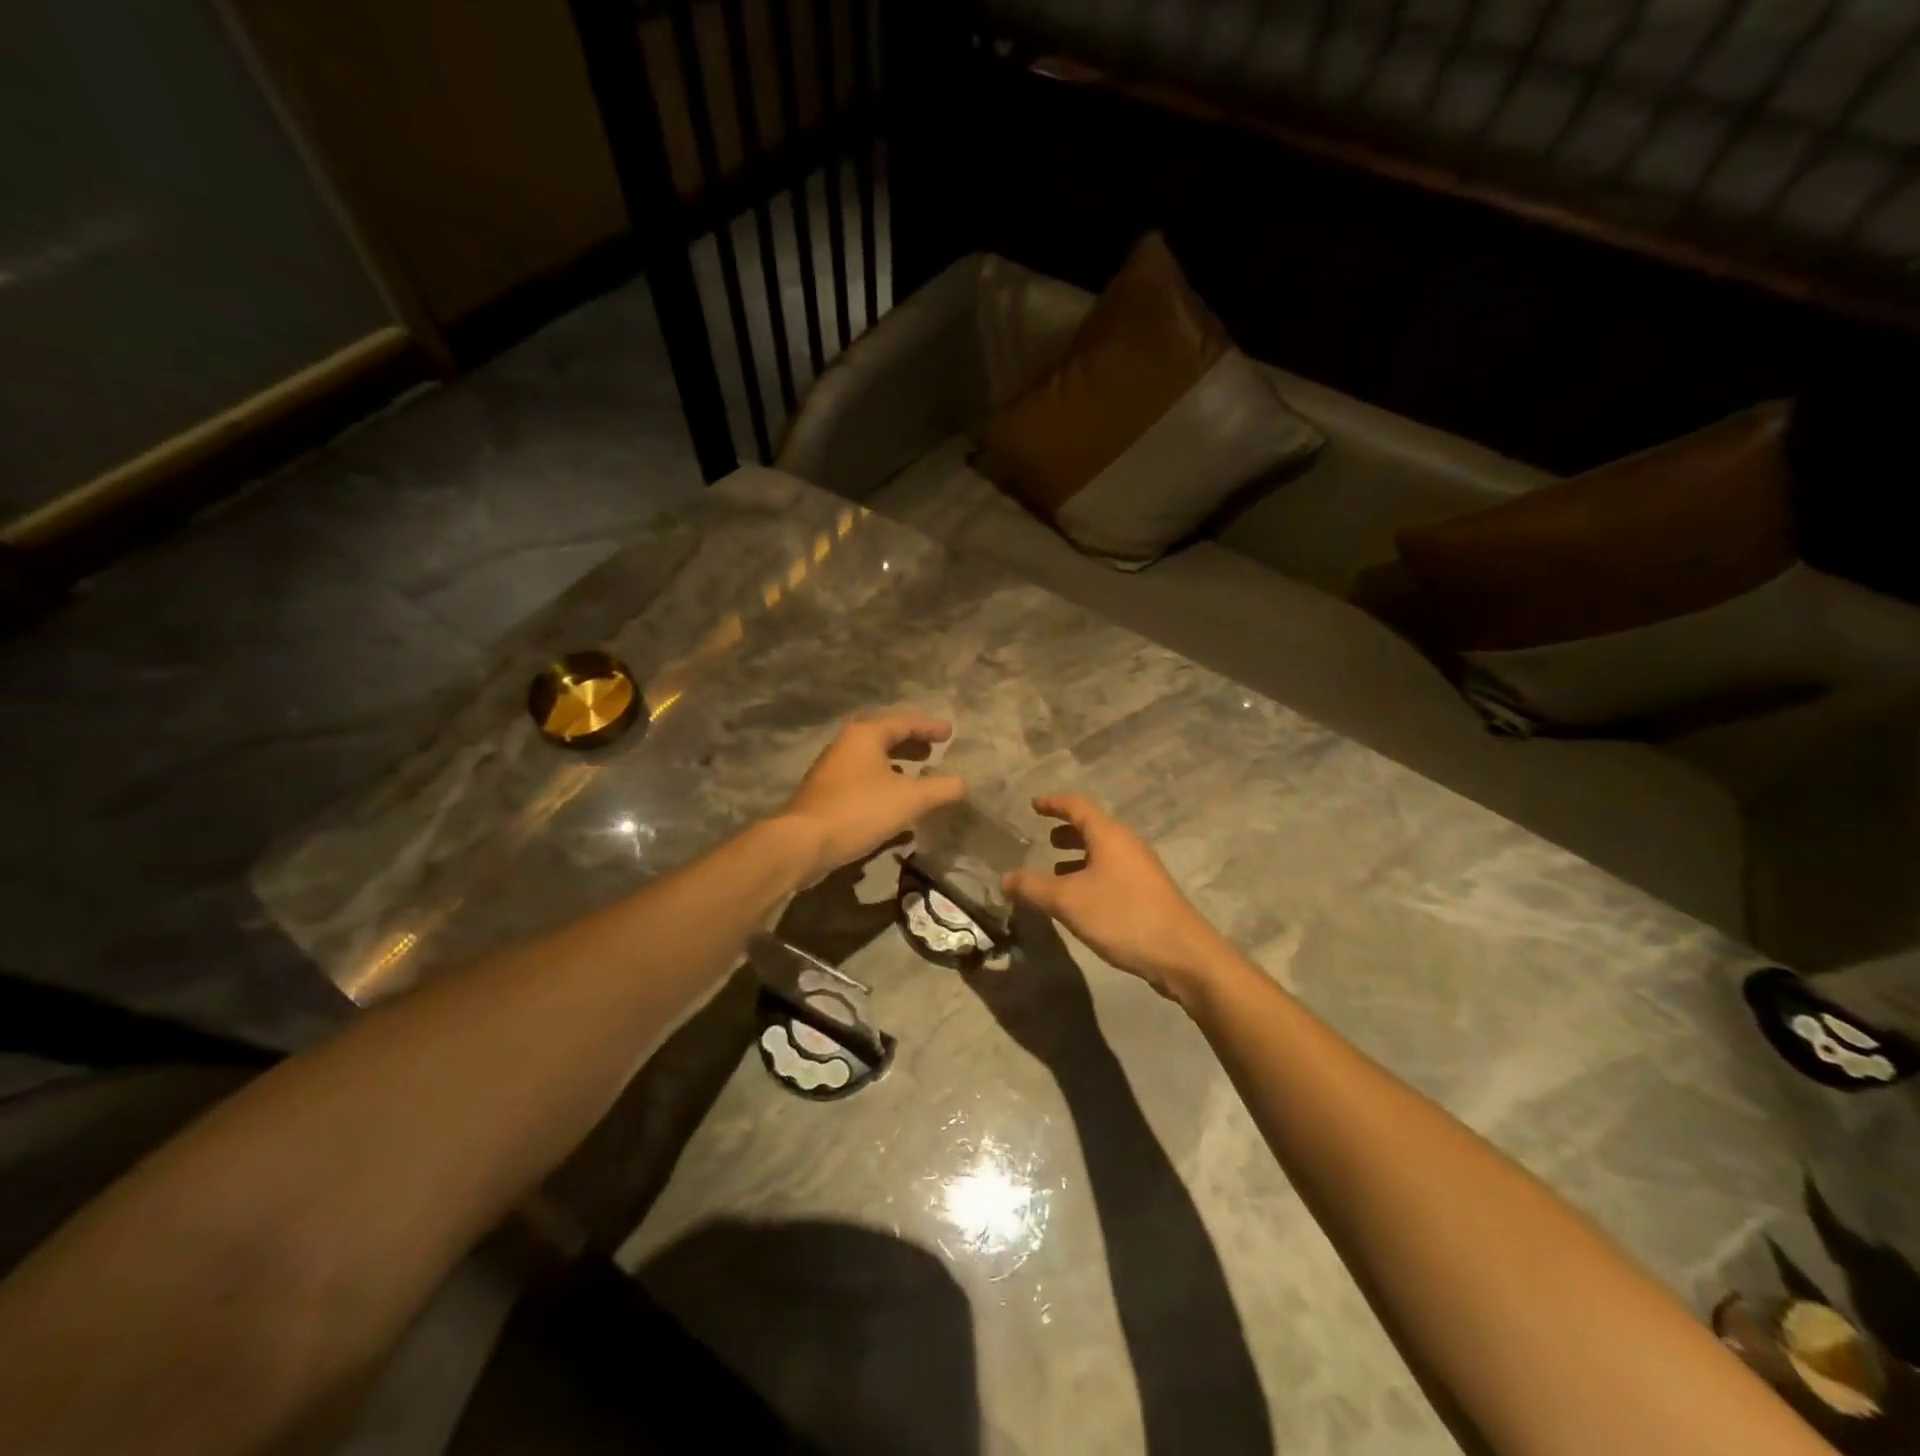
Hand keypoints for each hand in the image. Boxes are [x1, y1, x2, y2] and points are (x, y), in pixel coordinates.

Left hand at [777, 711, 965, 883]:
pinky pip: (863, 781)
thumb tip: (964, 784)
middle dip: (912, 744)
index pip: (905, 722)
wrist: (803, 843)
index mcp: (866, 735)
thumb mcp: (910, 799)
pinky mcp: (826, 794)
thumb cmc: (859, 810)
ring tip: (919, 776)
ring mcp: (833, 770)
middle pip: (886, 738)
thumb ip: (941, 789)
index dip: (930, 727)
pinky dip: (884, 785)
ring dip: (898, 766)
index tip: (950, 733)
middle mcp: (847, 745)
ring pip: (873, 761)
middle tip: (934, 750)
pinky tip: (895, 805)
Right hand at [1003, 795, 1229, 1000]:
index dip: (1053, 803)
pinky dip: (1091, 876)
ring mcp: (1142, 870)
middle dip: (1067, 831)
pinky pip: (1112, 873)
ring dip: (1079, 857)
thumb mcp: (1068, 901)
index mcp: (1109, 836)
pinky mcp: (1148, 893)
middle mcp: (1127, 845)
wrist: (1182, 954)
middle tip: (1045, 839)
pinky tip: (1081, 900)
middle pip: (1093, 828)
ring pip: (1104, 853)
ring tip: (1056, 871)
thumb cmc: (1122, 916)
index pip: (1077, 806)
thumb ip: (1033, 887)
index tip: (1034, 804)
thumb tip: (1005, 879)